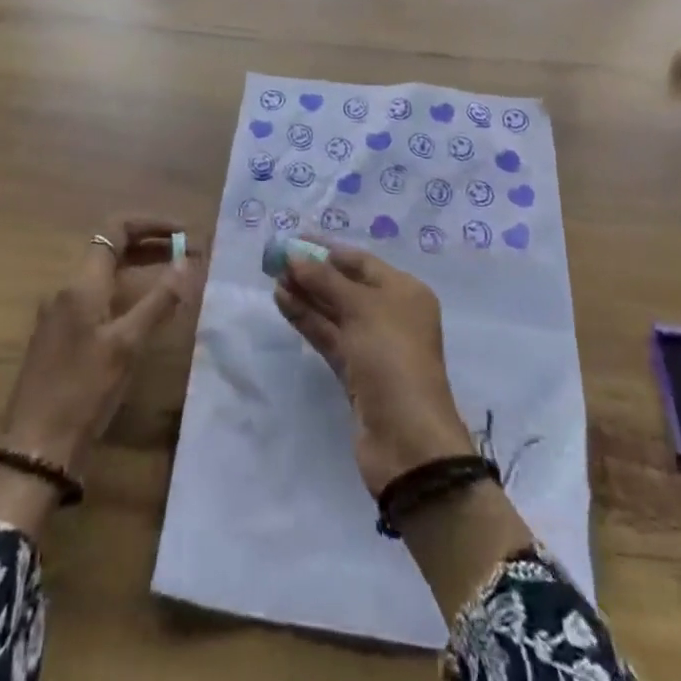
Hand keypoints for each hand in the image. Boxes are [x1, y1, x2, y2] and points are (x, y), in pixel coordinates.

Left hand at [0, 217, 197, 470]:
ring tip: (174, 280)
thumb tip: (188, 262)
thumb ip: (159, 300)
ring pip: (105, 276)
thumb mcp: (127, 346)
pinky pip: (97, 299)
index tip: (183, 233)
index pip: (116, 230)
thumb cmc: (83, 392)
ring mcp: (60, 314)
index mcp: (81, 283)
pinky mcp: (60, 338)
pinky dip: (126, 293)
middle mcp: (67, 290)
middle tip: (188, 256)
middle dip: (150, 246)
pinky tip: (146, 314)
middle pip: (111, 250)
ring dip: (140, 270)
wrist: (35, 450)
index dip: (151, 224)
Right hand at [274, 242, 474, 495]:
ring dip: (306, 295)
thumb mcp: (361, 309)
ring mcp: (373, 345)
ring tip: (273, 279)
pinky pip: (329, 336)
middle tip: (276, 260)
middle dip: (313, 272)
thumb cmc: (392, 358)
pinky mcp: (355, 373)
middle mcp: (391, 314)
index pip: (361, 262)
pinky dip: (307, 320)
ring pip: (334, 311)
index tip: (294, 239)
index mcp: (404, 292)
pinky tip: (283, 303)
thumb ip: (325, 280)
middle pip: (346, 285)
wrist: (407, 440)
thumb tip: (295, 256)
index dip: (327, 249)